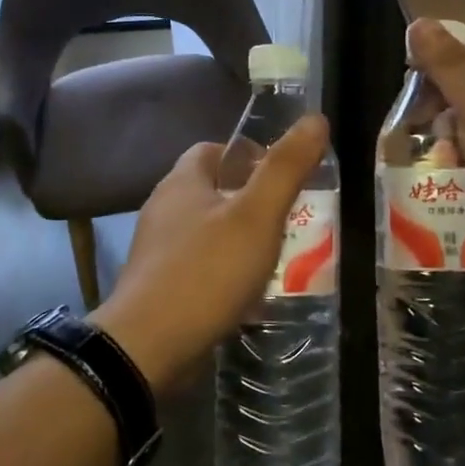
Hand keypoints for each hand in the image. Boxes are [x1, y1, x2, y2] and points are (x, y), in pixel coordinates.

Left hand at [93, 115, 330, 395]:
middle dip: (251, 201)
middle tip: (290, 220)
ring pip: (207, 231)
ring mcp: (157, 250)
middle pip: (213, 191)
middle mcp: (164, 209)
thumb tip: (316, 118)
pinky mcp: (158, 286)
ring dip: (240, 240)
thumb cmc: (207, 271)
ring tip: (277, 258)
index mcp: (182, 182)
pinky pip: (199, 267)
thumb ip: (286, 167)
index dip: (249, 155)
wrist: (149, 346)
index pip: (214, 149)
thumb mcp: (257, 215)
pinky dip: (225, 272)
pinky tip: (248, 293)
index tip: (282, 176)